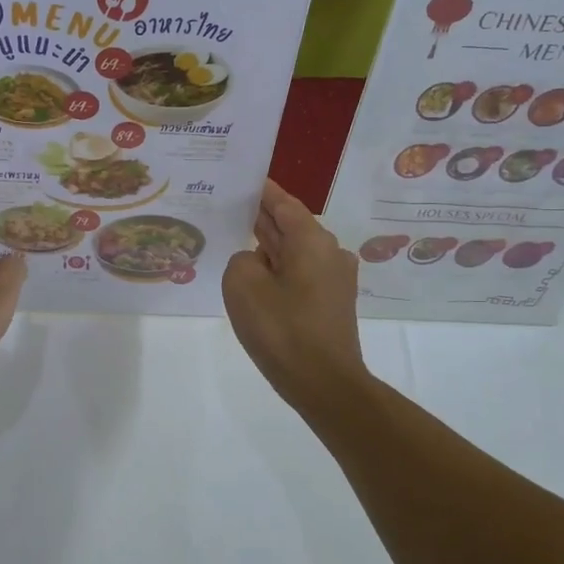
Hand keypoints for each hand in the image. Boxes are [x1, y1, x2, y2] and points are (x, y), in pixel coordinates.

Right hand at [223, 179, 366, 408]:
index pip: (283, 203)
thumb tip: (256, 262)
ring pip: (295, 252)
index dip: (261, 191)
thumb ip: (242, 259)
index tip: (241, 179)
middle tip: (228, 210)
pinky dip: (278, 271)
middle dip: (261, 219)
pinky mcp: (332, 303)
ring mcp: (334, 279)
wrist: (324, 383)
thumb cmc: (282, 329)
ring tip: (235, 244)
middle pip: (290, 226)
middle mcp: (330, 252)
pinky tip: (255, 280)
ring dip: (269, 248)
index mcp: (312, 240)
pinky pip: (300, 274)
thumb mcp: (242, 284)